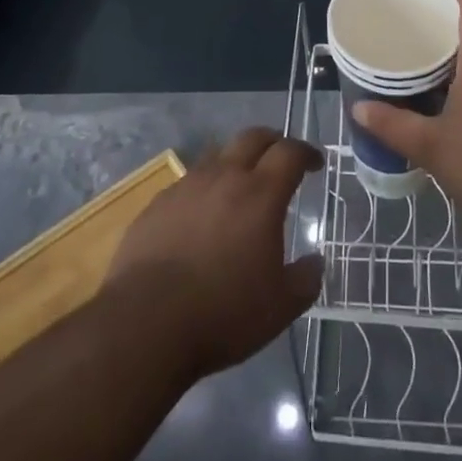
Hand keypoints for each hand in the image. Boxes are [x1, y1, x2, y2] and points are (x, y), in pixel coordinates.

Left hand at [105, 129, 323, 380]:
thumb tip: (315, 262)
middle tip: (281, 159)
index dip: (306, 153)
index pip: (290, 152)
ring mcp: (187, 186)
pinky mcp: (158, 204)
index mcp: (261, 194)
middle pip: (253, 137)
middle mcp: (224, 177)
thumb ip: (305, 279)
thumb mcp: (280, 306)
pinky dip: (204, 190)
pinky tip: (201, 217)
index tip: (315, 163)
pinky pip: (188, 183)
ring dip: (235, 162)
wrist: (146, 322)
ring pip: (217, 155)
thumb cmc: (223, 312)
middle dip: (273, 142)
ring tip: (240, 187)